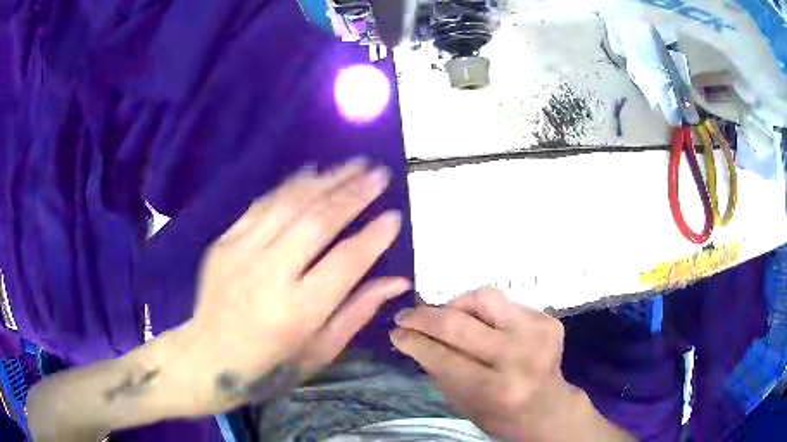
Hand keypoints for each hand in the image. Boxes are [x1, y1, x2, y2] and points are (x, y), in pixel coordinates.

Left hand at [168, 158, 408, 414]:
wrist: (208, 356)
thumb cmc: (271, 364)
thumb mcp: (321, 350)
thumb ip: (358, 311)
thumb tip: (398, 280)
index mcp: (299, 311)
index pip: (347, 262)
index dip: (374, 237)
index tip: (394, 216)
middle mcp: (270, 275)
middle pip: (318, 222)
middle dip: (353, 193)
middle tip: (379, 174)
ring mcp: (242, 254)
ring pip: (290, 205)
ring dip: (326, 181)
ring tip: (354, 165)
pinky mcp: (224, 243)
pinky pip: (262, 205)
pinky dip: (290, 186)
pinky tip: (311, 172)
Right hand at [391, 288, 582, 441]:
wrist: (547, 407)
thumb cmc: (498, 413)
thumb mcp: (462, 402)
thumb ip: (438, 368)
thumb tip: (410, 335)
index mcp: (495, 389)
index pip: (443, 357)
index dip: (413, 341)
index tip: (395, 331)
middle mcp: (519, 357)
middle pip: (459, 324)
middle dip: (424, 316)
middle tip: (406, 316)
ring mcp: (538, 334)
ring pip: (484, 297)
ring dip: (455, 304)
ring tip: (444, 314)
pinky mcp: (549, 320)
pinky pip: (504, 303)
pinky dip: (484, 310)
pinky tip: (479, 323)